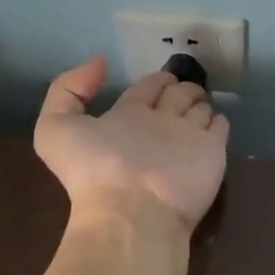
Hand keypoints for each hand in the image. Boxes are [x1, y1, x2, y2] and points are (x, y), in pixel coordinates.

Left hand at [34, 58, 228, 233]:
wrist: (132, 210)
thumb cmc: (96, 168)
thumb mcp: (55, 128)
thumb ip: (68, 90)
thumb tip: (100, 64)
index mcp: (126, 118)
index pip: (144, 91)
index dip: (153, 81)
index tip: (163, 76)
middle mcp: (157, 127)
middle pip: (174, 98)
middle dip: (180, 87)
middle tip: (186, 80)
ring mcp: (186, 139)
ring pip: (197, 111)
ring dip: (199, 100)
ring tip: (202, 94)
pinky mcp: (211, 152)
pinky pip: (219, 128)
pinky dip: (218, 121)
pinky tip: (217, 116)